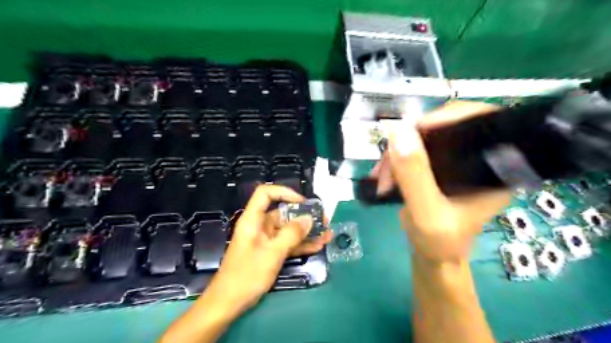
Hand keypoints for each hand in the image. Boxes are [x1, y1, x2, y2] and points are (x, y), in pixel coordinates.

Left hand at [205, 186, 331, 317]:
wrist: (229, 303)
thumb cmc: (247, 275)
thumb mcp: (272, 253)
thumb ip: (292, 234)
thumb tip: (309, 219)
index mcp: (253, 220)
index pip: (266, 194)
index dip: (284, 193)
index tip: (303, 202)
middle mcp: (260, 226)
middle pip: (283, 212)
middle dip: (304, 216)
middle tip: (324, 220)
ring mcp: (266, 240)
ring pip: (289, 229)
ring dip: (307, 232)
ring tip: (327, 233)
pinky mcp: (270, 252)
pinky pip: (288, 243)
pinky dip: (301, 244)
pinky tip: (318, 245)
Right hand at [372, 102, 511, 261]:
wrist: (433, 256)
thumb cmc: (439, 242)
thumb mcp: (426, 213)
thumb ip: (415, 175)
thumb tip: (399, 130)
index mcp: (494, 167)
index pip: (482, 121)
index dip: (450, 115)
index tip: (414, 130)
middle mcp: (479, 159)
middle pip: (447, 126)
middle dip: (411, 140)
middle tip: (389, 161)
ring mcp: (457, 162)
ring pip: (425, 137)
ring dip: (397, 152)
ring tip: (382, 177)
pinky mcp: (439, 167)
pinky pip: (415, 149)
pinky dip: (395, 158)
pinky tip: (383, 174)